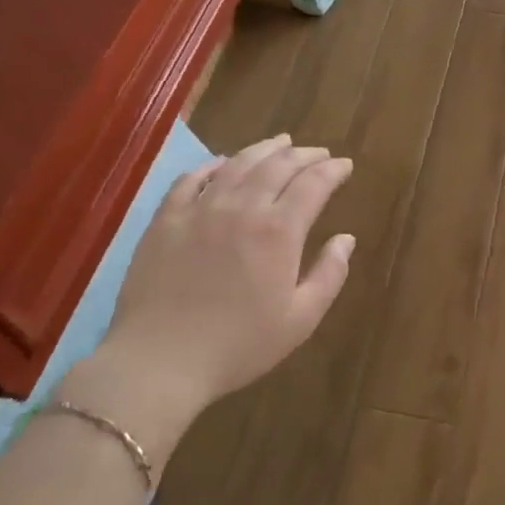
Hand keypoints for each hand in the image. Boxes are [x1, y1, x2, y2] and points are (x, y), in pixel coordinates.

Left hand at [61, 136, 354, 457]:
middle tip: (318, 153)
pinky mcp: (166, 219)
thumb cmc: (237, 346)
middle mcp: (243, 207)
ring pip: (238, 163)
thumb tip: (346, 239)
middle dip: (304, 154)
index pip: (314, 182)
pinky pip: (191, 178)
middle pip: (279, 165)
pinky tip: (222, 163)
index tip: (345, 165)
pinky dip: (212, 165)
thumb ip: (329, 275)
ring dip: (264, 149)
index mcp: (279, 230)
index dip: (333, 169)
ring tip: (280, 143)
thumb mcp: (299, 320)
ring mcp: (201, 209)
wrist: (159, 362)